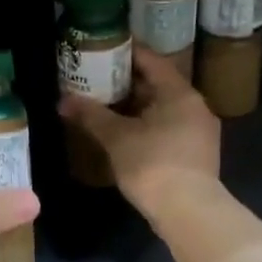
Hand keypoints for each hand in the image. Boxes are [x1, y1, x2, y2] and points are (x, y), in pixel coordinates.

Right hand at [59, 45, 220, 210]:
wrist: (188, 212)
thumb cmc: (152, 164)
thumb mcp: (116, 137)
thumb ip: (90, 115)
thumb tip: (62, 100)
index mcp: (180, 93)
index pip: (152, 61)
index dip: (126, 53)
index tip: (102, 49)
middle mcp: (195, 107)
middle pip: (158, 85)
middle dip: (126, 82)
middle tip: (96, 78)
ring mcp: (199, 132)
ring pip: (162, 109)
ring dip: (135, 106)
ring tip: (104, 105)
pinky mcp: (195, 154)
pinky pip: (167, 128)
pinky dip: (145, 125)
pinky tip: (124, 133)